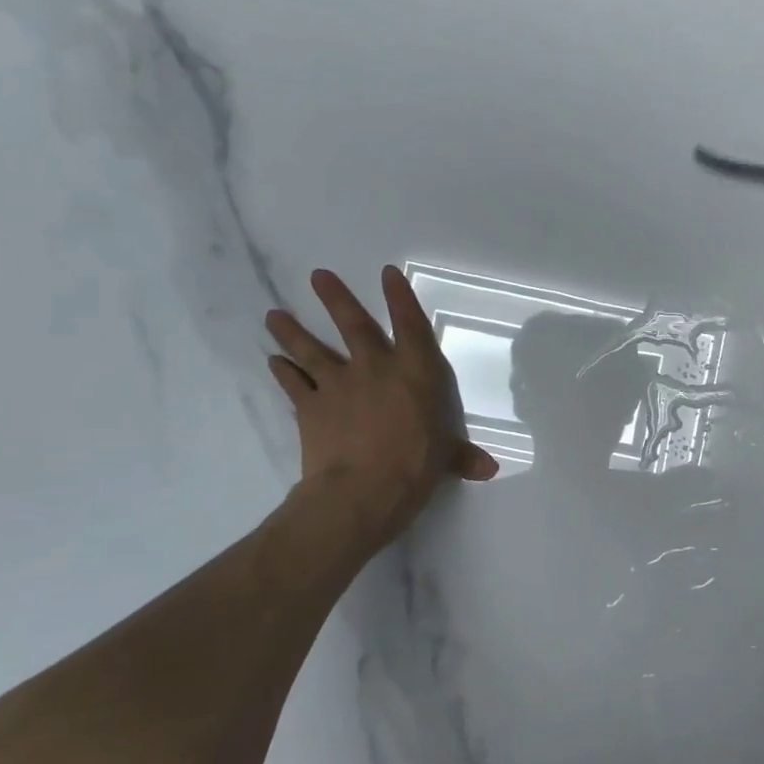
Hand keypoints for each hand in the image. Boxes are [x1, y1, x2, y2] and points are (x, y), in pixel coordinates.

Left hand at [267, 266, 497, 551]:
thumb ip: (462, 456)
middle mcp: (375, 367)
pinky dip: (282, 373)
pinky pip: (293, 385)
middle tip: (317, 276)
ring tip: (273, 315)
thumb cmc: (415, 467)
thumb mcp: (445, 459)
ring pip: (311, 349)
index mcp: (415, 372)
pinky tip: (273, 362)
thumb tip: (489, 469)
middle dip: (336, 297)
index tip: (387, 273)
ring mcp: (338, 384)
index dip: (399, 297)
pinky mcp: (310, 407)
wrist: (362, 491)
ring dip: (292, 331)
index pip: (409, 324)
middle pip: (353, 324)